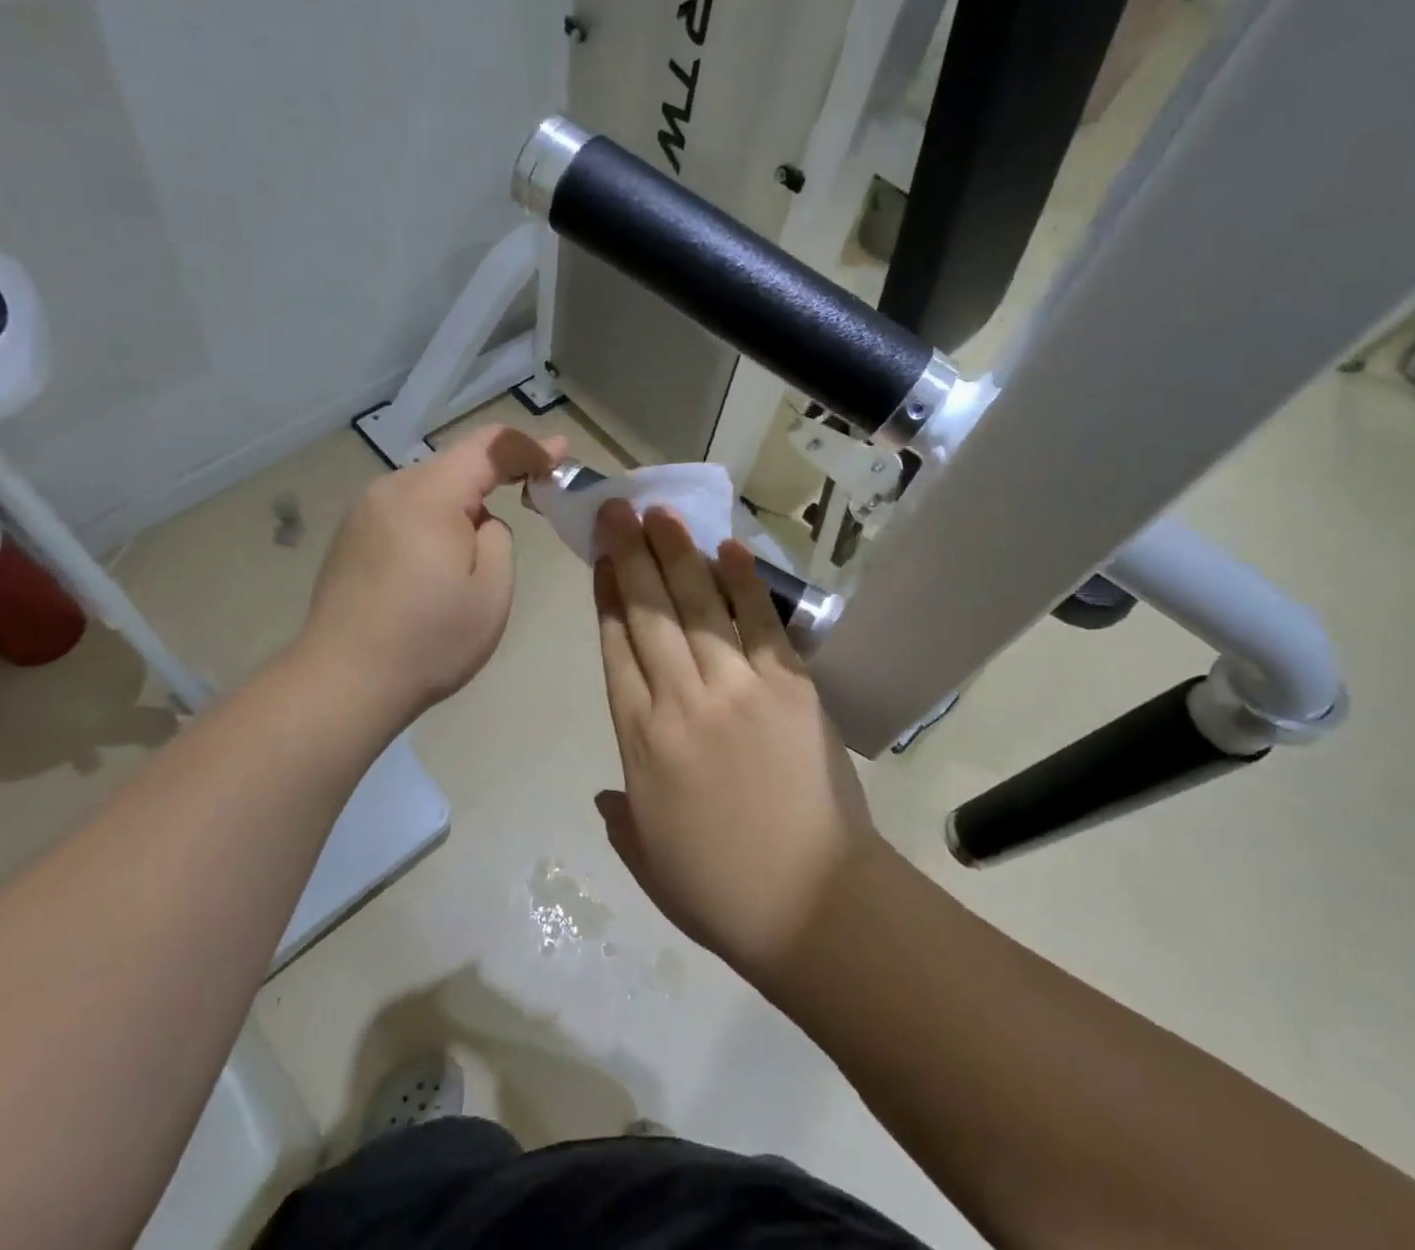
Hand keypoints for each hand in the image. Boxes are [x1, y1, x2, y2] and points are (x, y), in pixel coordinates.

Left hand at [299, 424, 563, 725]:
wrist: (343, 683)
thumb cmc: (429, 640)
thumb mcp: (492, 590)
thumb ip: (498, 537)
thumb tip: (480, 522)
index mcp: (429, 495)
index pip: (488, 447)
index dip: (530, 445)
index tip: (562, 453)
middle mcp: (391, 489)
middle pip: (456, 462)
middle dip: (499, 471)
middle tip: (537, 489)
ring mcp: (364, 512)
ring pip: (430, 487)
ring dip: (465, 498)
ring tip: (485, 539)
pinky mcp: (352, 537)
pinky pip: (407, 509)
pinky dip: (436, 517)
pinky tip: (441, 556)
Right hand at [591, 501, 879, 980]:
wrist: (813, 905)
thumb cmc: (721, 891)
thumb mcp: (649, 859)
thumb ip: (621, 818)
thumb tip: (605, 792)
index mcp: (640, 742)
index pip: (615, 649)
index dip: (607, 597)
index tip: (601, 559)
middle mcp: (682, 701)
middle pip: (650, 613)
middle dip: (631, 555)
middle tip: (619, 508)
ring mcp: (738, 688)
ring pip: (698, 606)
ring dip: (678, 554)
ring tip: (662, 513)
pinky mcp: (790, 687)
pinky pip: (760, 624)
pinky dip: (744, 584)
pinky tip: (728, 549)